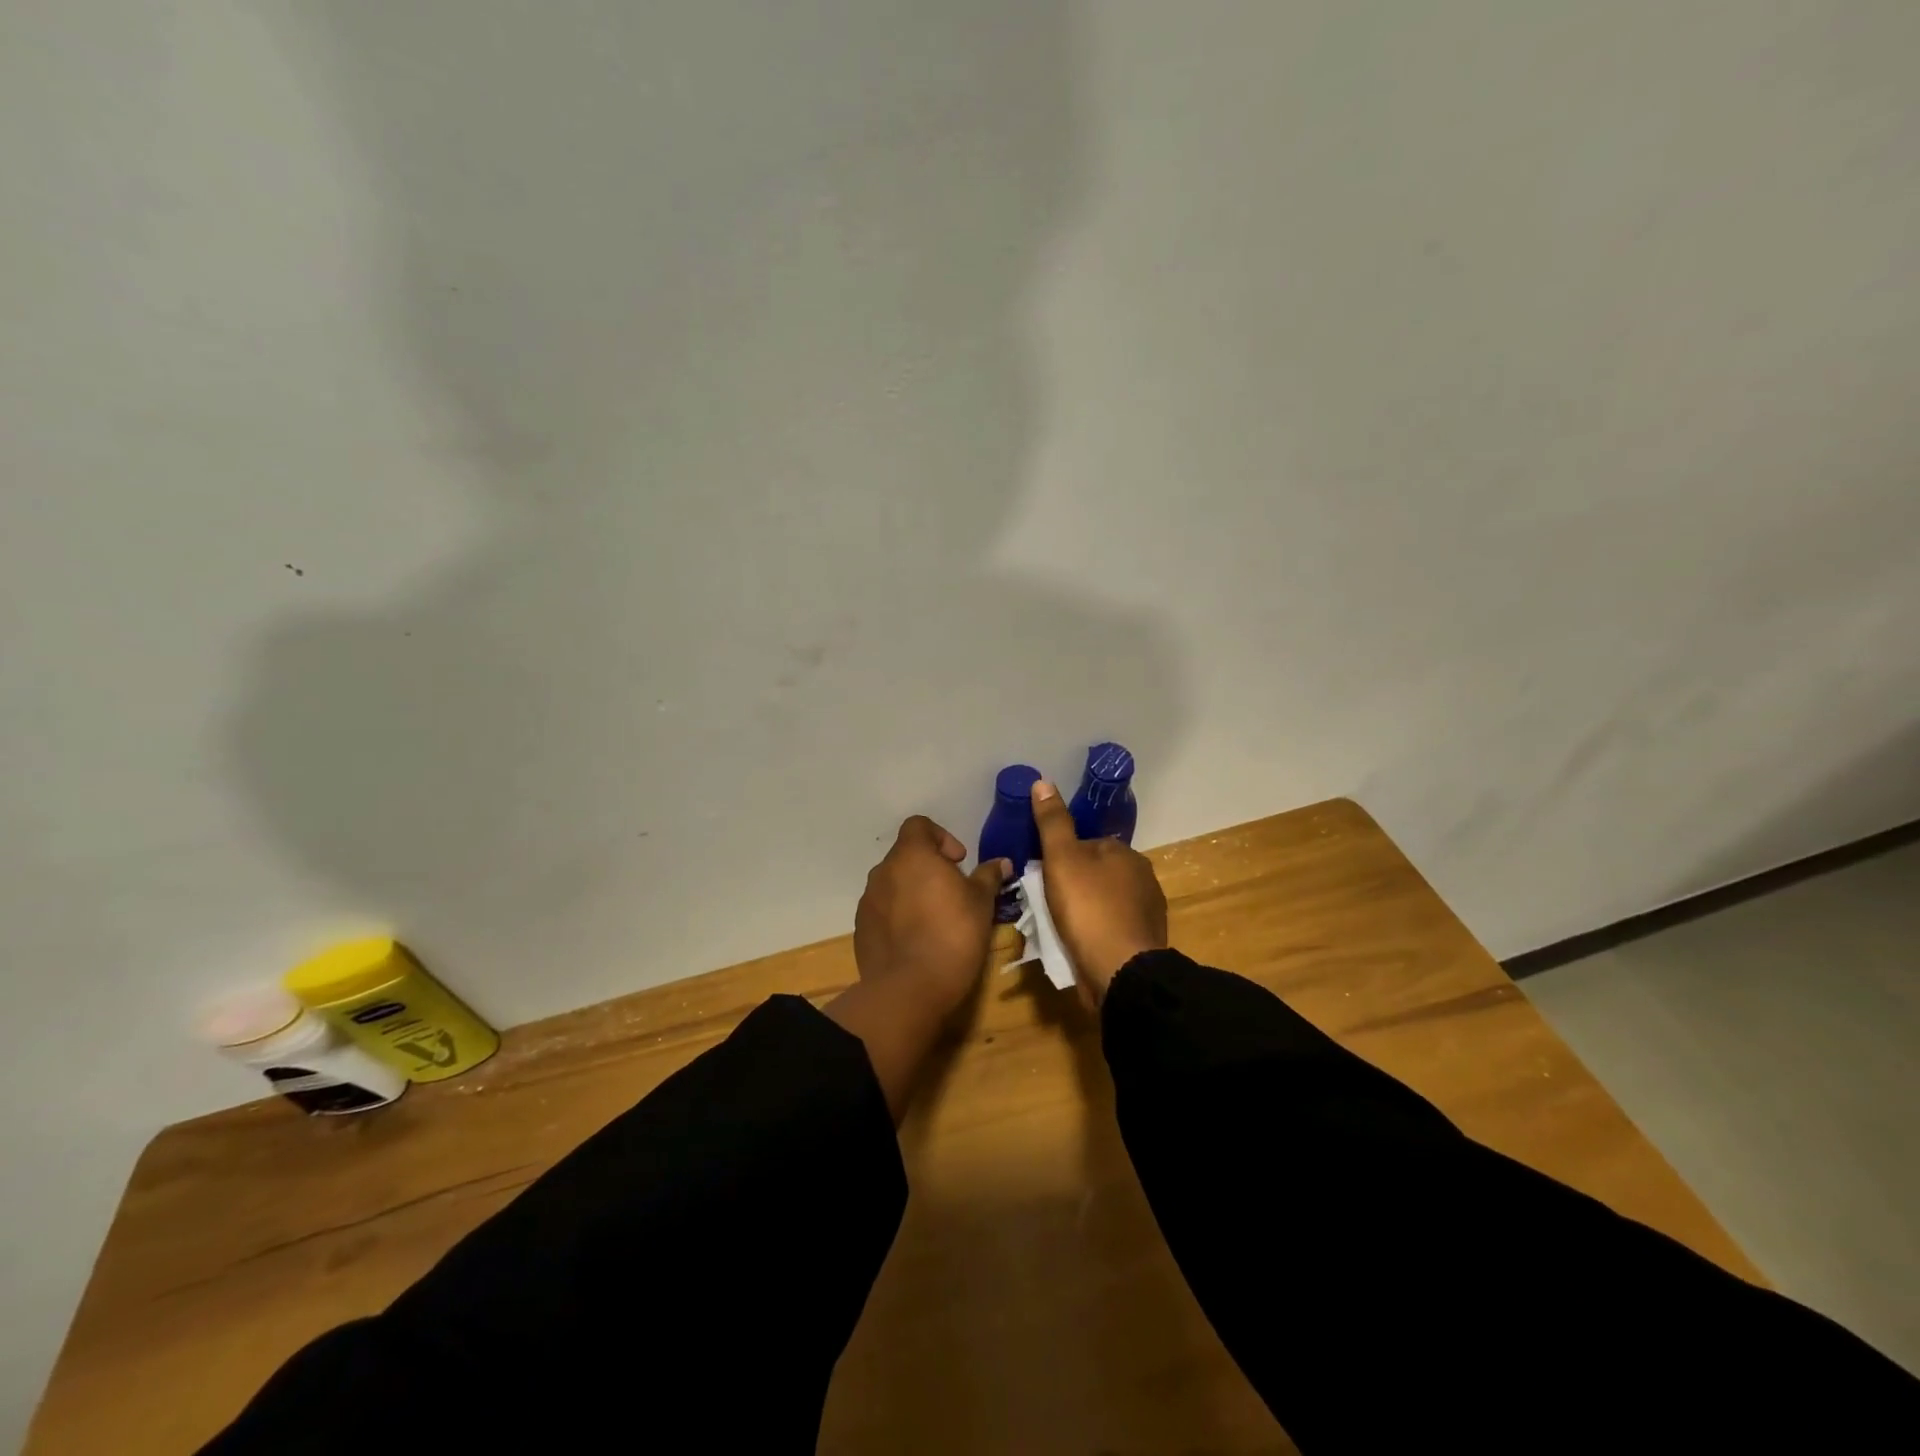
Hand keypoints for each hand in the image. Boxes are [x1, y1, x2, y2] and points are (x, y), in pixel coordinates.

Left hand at [854, 816, 1008, 1018]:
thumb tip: (1002, 863)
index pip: (919, 825)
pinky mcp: (861, 929)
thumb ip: (988, 876)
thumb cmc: (953, 934)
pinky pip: (882, 912)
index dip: (941, 837)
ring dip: (912, 893)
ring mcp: (868, 901)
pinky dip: (898, 917)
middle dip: (928, 868)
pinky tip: (917, 941)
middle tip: (952, 893)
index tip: (958, 862)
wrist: (909, 989)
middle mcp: (883, 871)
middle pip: (906, 856)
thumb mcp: (981, 903)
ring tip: (935, 919)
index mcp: (911, 855)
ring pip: (893, 885)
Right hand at [1031, 779, 1167, 1004]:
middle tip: (1047, 903)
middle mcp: (1142, 876)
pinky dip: (1097, 932)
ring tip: (1061, 927)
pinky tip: (1081, 944)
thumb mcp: (1061, 859)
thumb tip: (1043, 781)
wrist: (1121, 971)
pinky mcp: (1145, 940)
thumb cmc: (1088, 908)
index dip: (1062, 859)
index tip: (1043, 876)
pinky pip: (1113, 927)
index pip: (1087, 845)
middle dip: (1075, 885)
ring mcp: (1148, 910)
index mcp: (1125, 853)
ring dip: (1086, 910)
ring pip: (1106, 901)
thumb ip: (1052, 822)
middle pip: (1097, 873)